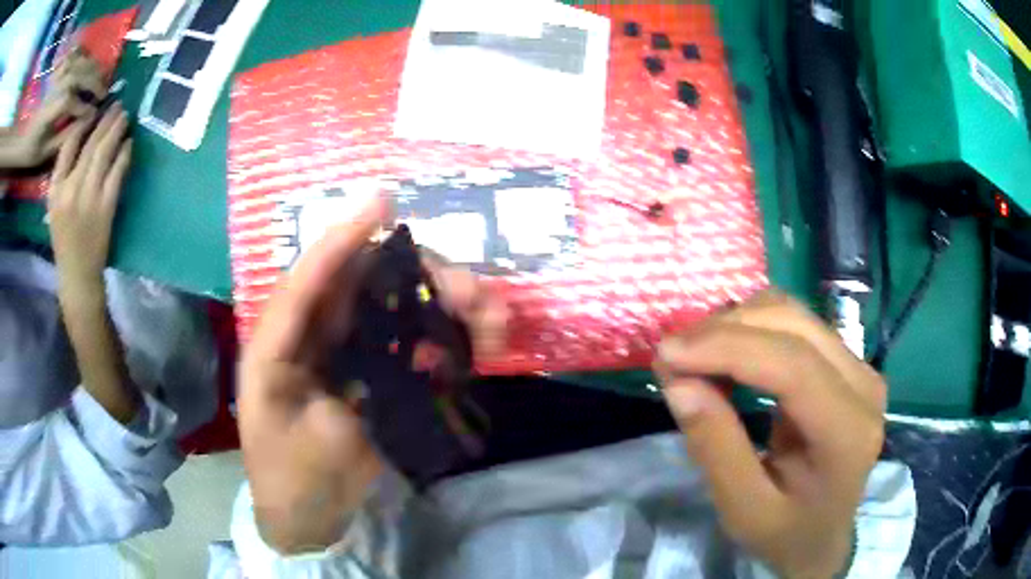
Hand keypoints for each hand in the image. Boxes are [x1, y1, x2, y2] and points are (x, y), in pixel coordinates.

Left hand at [10, 49, 107, 168]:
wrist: (23, 136)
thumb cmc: (32, 148)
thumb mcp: (44, 153)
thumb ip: (64, 137)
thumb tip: (86, 122)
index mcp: (47, 110)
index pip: (69, 101)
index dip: (84, 106)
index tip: (93, 115)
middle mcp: (54, 86)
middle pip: (78, 73)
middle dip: (94, 82)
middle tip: (103, 93)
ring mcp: (57, 73)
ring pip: (79, 59)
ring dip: (92, 67)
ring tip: (98, 77)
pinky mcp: (58, 68)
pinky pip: (74, 51)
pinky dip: (84, 52)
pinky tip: (87, 61)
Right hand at [48, 104, 130, 295]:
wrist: (77, 273)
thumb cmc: (64, 238)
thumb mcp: (54, 206)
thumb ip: (62, 175)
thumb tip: (82, 138)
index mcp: (55, 189)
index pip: (67, 146)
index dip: (83, 124)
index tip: (95, 110)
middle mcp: (70, 189)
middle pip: (89, 145)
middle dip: (105, 121)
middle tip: (118, 104)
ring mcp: (88, 197)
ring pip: (104, 153)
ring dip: (116, 131)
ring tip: (125, 115)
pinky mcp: (106, 206)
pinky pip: (117, 172)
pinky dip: (124, 154)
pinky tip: (129, 142)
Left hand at [238, 198, 506, 553]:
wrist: (306, 517)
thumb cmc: (293, 478)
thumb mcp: (314, 439)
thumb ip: (349, 392)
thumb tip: (408, 355)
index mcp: (281, 342)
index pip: (311, 280)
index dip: (345, 239)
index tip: (383, 202)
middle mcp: (315, 334)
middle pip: (367, 282)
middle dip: (423, 276)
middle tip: (474, 295)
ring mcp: (348, 353)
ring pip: (397, 307)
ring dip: (446, 304)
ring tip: (493, 320)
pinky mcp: (376, 374)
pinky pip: (414, 341)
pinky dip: (448, 338)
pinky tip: (478, 346)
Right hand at [654, 291, 885, 578]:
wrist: (824, 535)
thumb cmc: (786, 532)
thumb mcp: (743, 510)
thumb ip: (716, 449)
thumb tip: (679, 382)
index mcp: (848, 433)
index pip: (793, 367)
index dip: (728, 349)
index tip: (667, 354)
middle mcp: (864, 386)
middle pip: (794, 326)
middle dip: (725, 330)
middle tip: (672, 357)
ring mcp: (860, 366)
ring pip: (793, 313)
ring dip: (736, 323)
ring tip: (695, 356)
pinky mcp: (847, 360)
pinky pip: (795, 323)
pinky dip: (751, 328)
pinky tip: (725, 353)